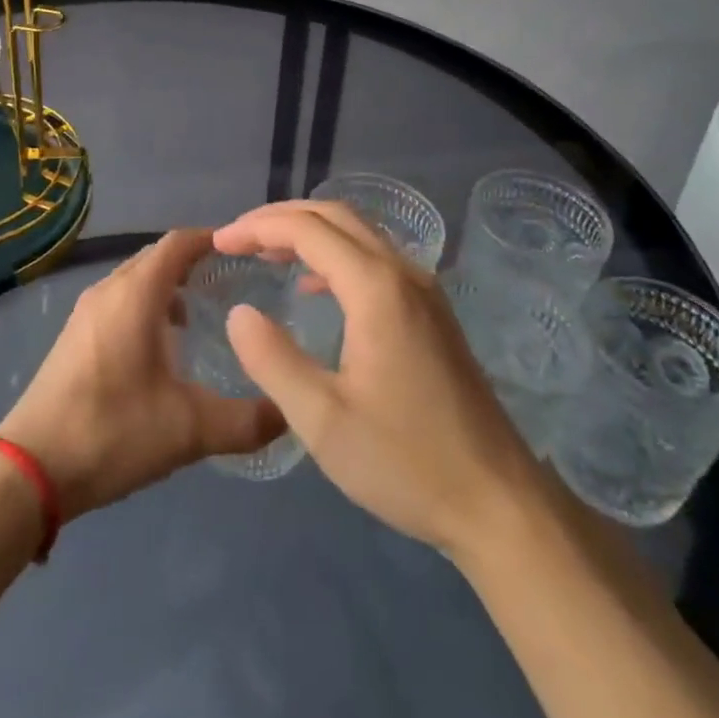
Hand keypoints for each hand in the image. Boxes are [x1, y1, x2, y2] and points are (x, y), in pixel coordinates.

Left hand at [0, 230, 283, 523]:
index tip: (244, 251)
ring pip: (135, 279)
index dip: (212, 239)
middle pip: (157, 257)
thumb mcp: (188, 430)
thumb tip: (289, 412)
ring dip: (168, 286)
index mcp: (136, 294)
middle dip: (193, 262)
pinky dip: (145, 305)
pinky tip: (161, 346)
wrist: (28, 470)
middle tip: (232, 282)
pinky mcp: (74, 336)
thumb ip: (245, 421)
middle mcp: (109, 290)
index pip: (179, 243)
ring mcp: (86, 312)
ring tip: (201, 314)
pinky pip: (118, 301)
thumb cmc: (111, 432)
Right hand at [216, 201, 539, 556]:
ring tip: (265, 253)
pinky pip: (375, 258)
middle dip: (280, 218)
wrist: (499, 501)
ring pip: (358, 233)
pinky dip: (335, 255)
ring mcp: (423, 289)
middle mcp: (402, 271)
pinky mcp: (431, 311)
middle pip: (334, 216)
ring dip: (309, 232)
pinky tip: (314, 286)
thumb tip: (240, 313)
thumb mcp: (322, 420)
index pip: (307, 229)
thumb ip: (273, 360)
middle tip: (236, 238)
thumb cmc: (405, 461)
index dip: (258, 228)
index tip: (219, 242)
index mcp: (375, 287)